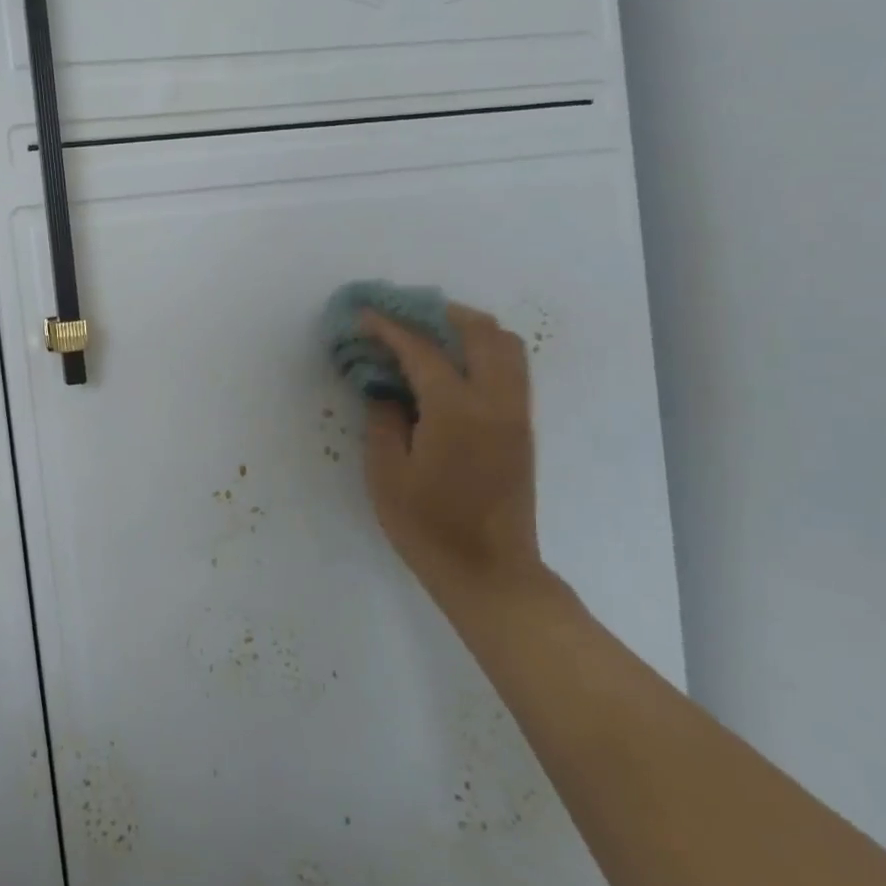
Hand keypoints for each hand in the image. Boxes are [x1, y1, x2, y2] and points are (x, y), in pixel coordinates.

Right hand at [360, 303, 548, 608]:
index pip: (422, 350)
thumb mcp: (387, 474)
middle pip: (480, 332)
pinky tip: (451, 366)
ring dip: (468, 328)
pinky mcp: (522, 428)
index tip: (363, 315)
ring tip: (429, 334)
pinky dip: (483, 351)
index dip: (389, 327)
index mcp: (457, 410)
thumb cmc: (428, 526)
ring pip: (506, 346)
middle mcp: (495, 402)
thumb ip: (383, 420)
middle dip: (440, 314)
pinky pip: (510, 369)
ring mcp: (515, 414)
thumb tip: (385, 389)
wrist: (490, 572)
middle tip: (403, 315)